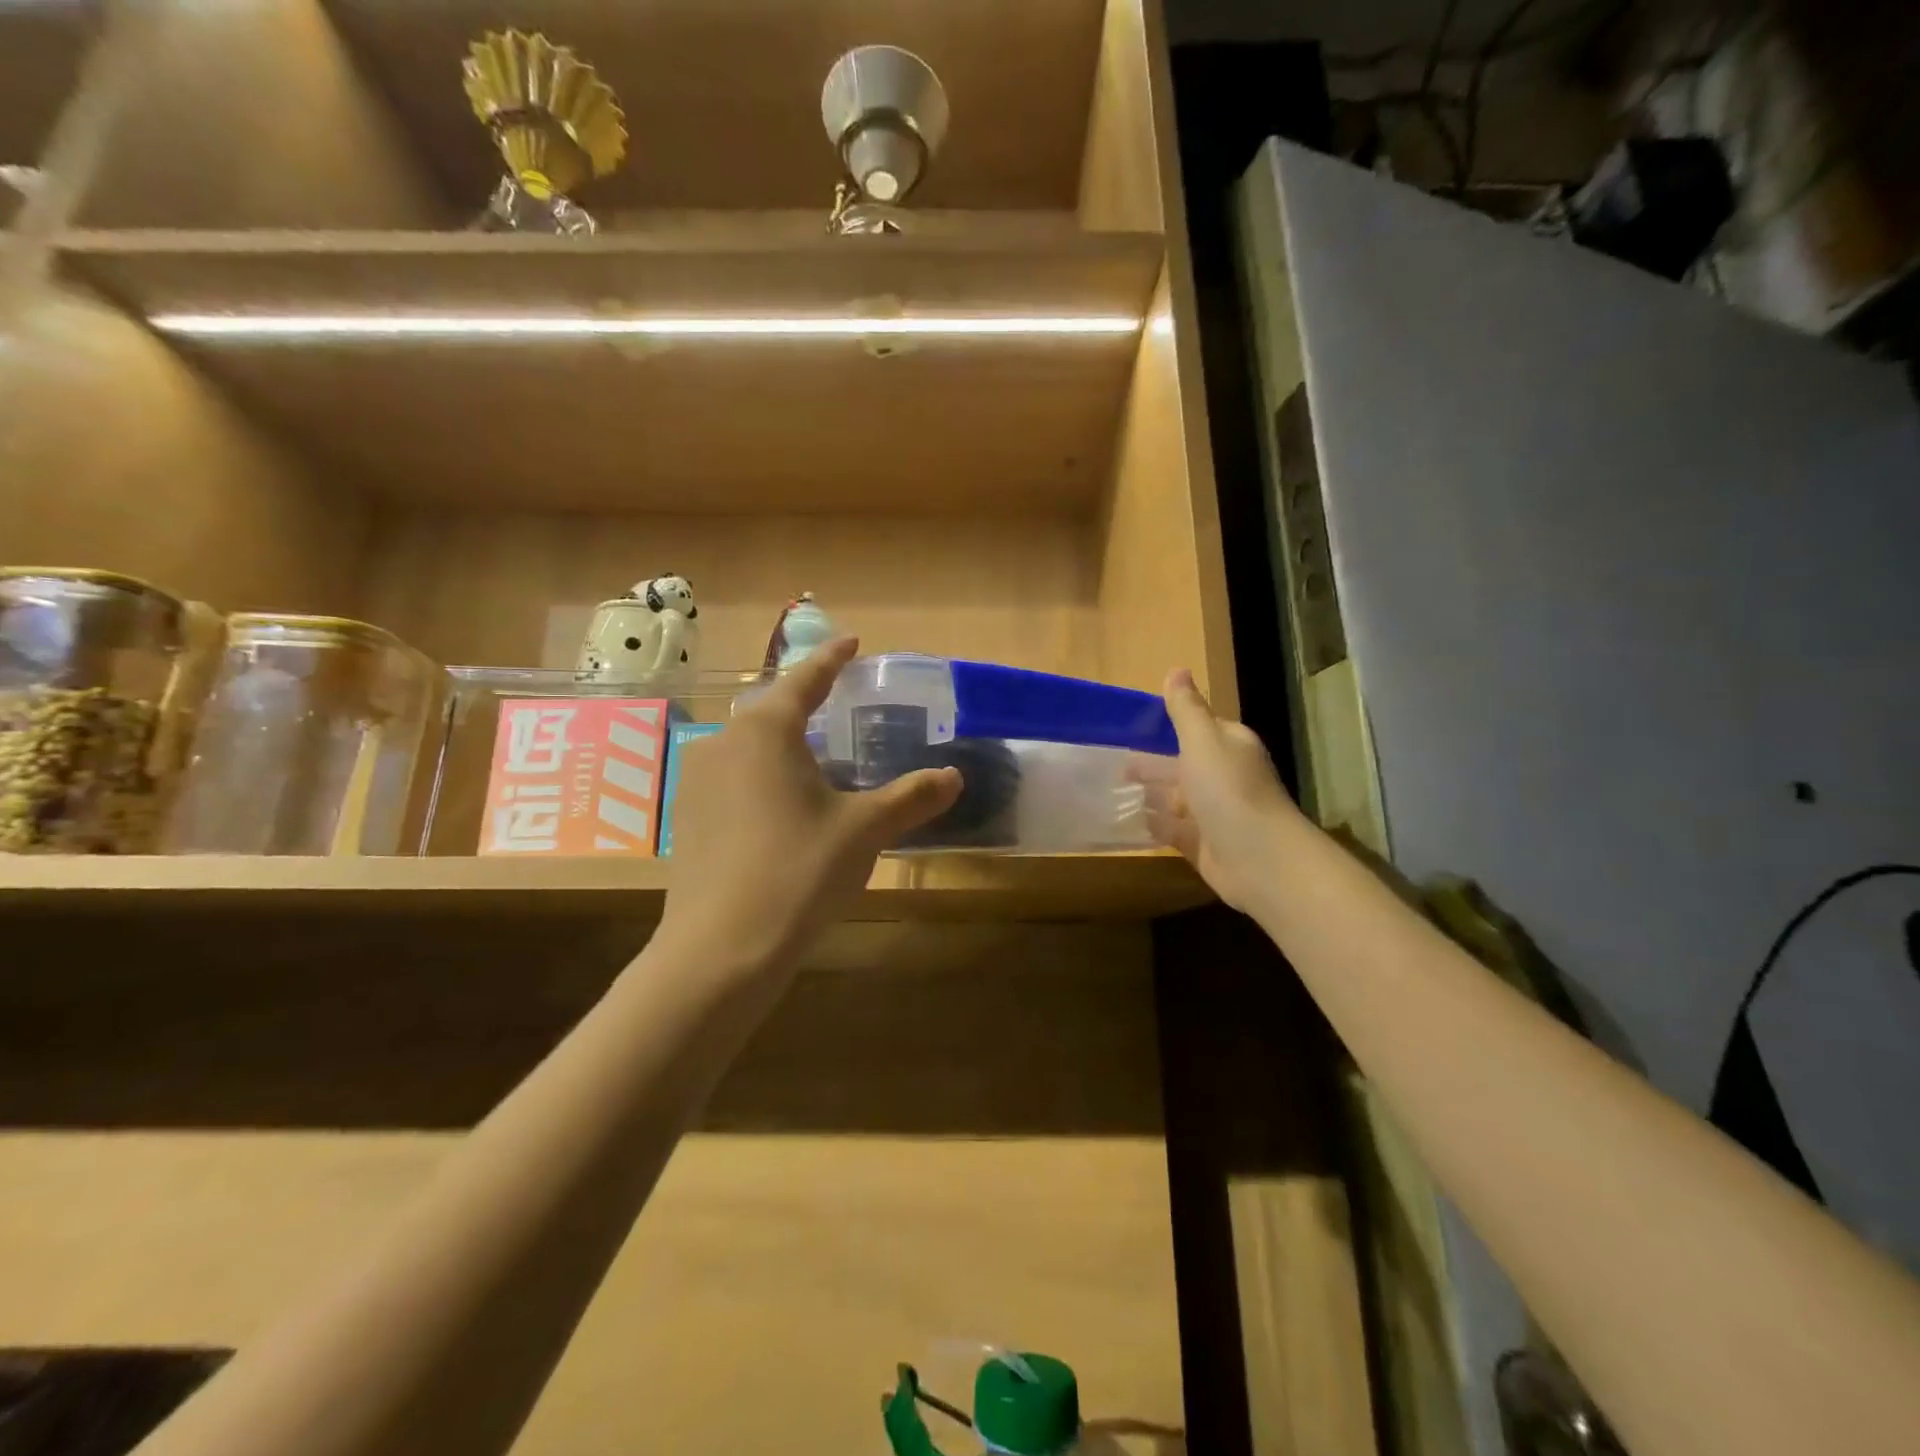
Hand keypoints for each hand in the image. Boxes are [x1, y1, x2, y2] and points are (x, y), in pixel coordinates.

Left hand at [654, 637, 961, 975]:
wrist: (721, 949)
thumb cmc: (799, 871)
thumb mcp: (864, 830)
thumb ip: (911, 797)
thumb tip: (954, 777)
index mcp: (767, 731)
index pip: (805, 678)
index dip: (832, 657)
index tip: (853, 641)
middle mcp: (724, 743)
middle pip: (771, 710)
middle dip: (804, 702)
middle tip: (837, 703)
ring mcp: (697, 781)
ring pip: (748, 746)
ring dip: (782, 744)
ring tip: (815, 760)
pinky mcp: (688, 819)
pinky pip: (732, 779)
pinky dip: (762, 778)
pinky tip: (782, 808)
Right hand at [1131, 669, 1303, 913]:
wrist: (1259, 859)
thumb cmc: (1228, 790)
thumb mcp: (1202, 740)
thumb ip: (1185, 709)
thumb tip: (1176, 669)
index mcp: (1228, 746)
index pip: (1197, 729)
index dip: (1167, 726)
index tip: (1130, 727)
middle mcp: (1223, 777)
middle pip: (1182, 765)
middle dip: (1151, 764)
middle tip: (1113, 764)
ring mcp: (1214, 813)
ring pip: (1175, 799)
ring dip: (1149, 795)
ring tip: (1111, 792)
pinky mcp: (1203, 845)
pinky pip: (1172, 830)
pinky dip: (1152, 825)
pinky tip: (1127, 821)